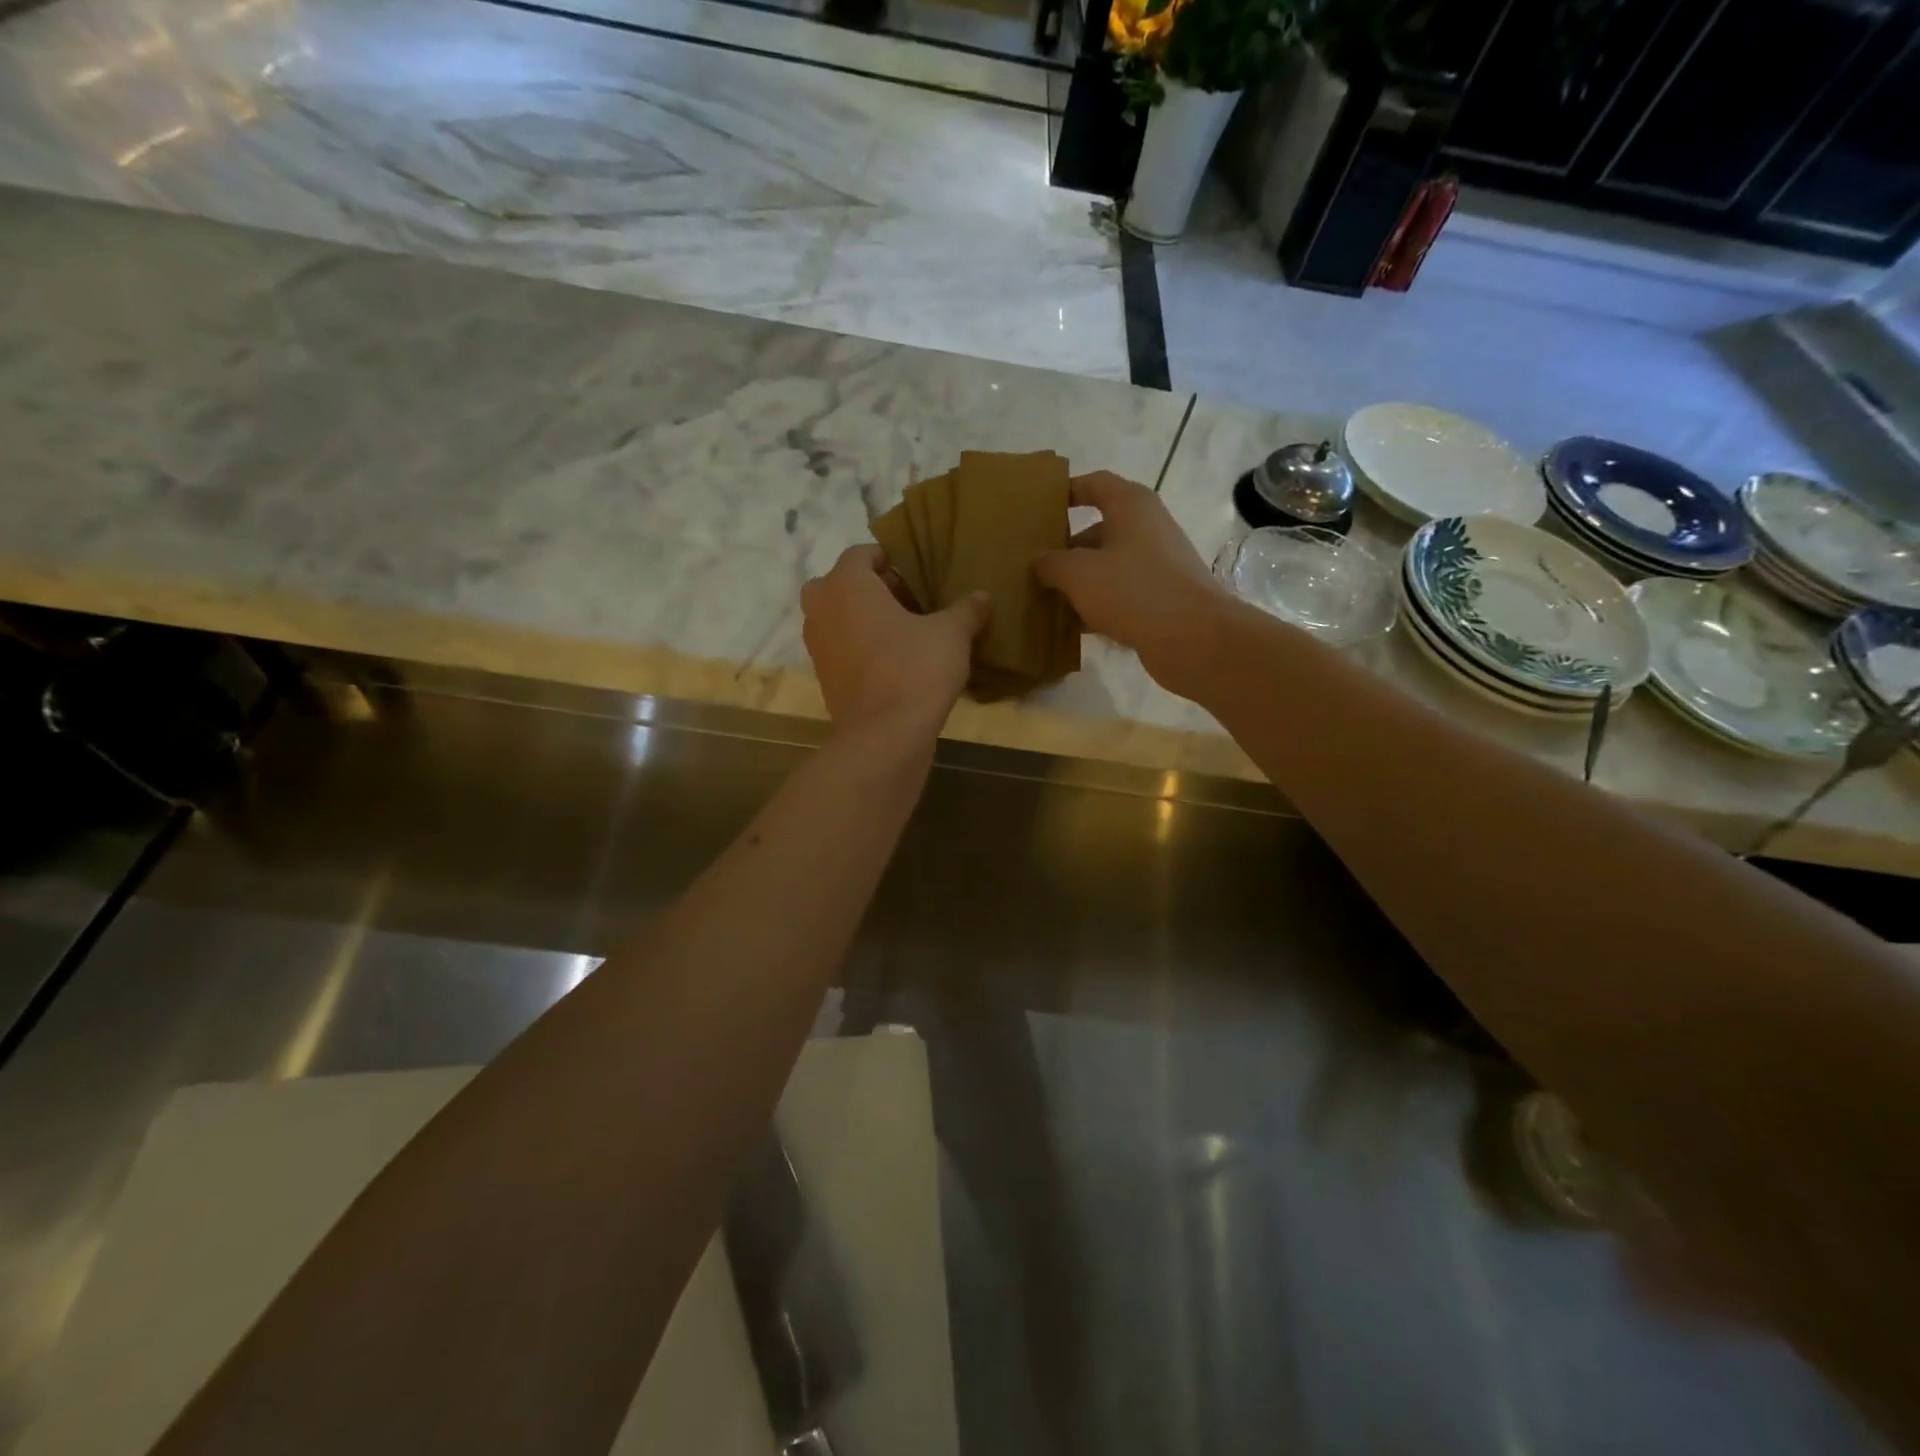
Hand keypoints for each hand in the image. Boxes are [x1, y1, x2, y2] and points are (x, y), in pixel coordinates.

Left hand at [801, 544, 989, 742]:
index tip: (919, 576)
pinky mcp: (824, 677)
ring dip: (868, 620)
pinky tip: (897, 663)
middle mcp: (822, 608)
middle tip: (914, 604)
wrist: (884, 736)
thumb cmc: (915, 669)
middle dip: (877, 590)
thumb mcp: (952, 634)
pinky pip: (843, 648)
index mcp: (846, 584)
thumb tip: (981, 596)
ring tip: (908, 635)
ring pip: (841, 617)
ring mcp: (817, 645)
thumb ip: (966, 609)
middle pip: (846, 585)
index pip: (862, 554)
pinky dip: (862, 648)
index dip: (892, 560)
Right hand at [1032, 471, 1229, 692]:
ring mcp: (1157, 564)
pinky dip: (1097, 605)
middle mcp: (1147, 528)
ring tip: (1045, 598)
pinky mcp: (1161, 597)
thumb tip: (1039, 560)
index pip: (1095, 484)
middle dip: (1066, 547)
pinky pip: (1120, 594)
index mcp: (1131, 506)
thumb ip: (1051, 563)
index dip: (1067, 491)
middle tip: (1033, 564)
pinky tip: (1072, 626)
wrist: (1194, 638)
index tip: (1041, 507)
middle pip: (1099, 529)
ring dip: (1078, 581)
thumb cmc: (1133, 590)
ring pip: (1108, 566)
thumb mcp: (1079, 574)